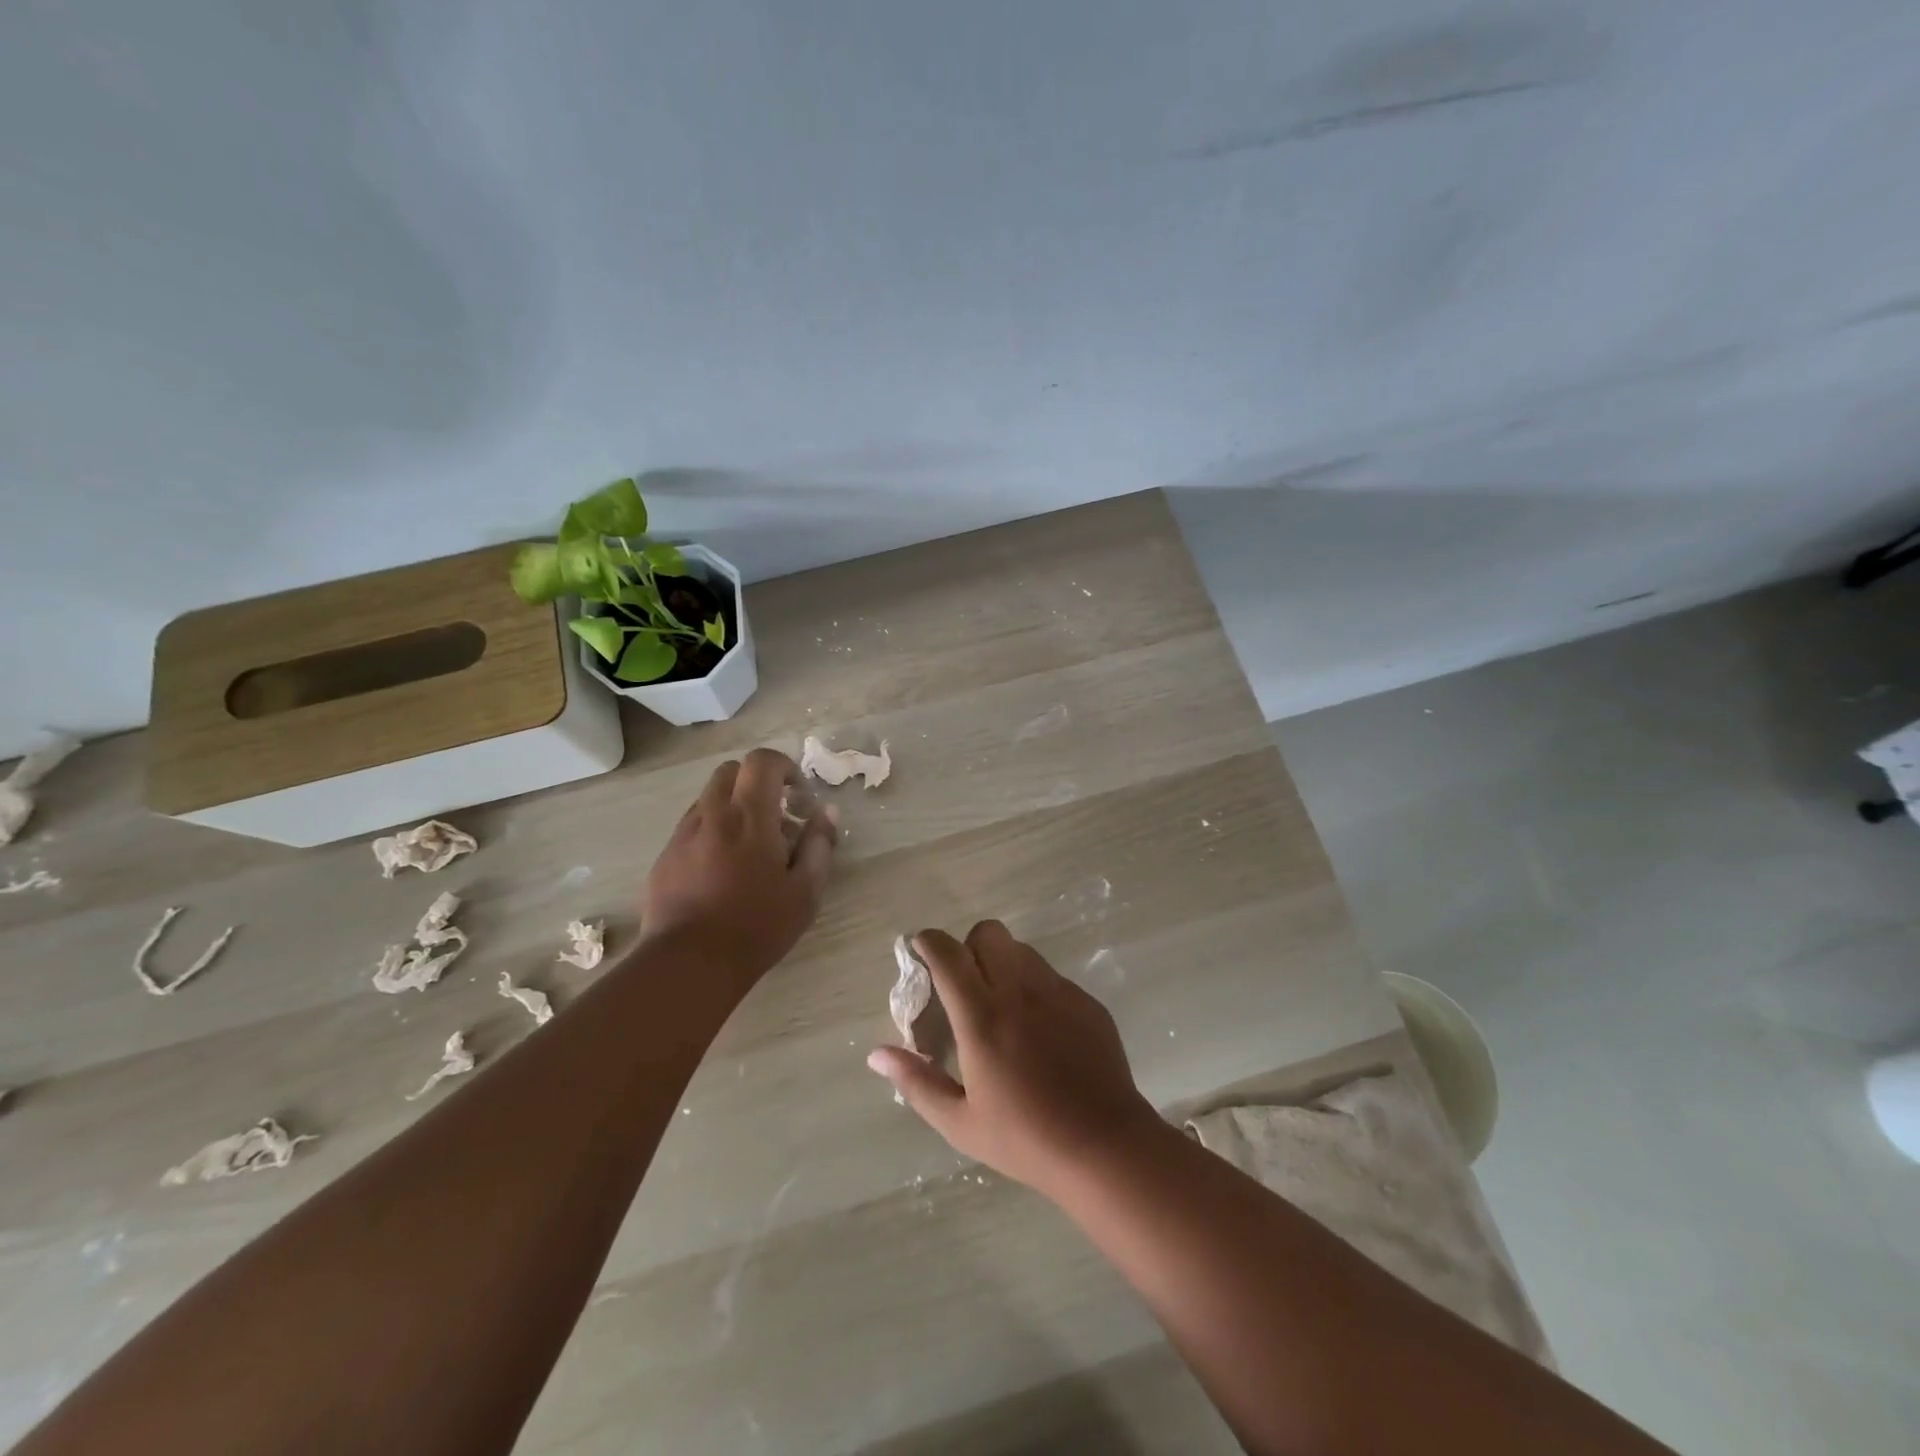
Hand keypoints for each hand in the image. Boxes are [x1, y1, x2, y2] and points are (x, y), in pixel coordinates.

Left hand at [640, 748, 837, 988]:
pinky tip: (723, 871)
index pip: (762, 761)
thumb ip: (819, 845)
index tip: (799, 796)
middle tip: (777, 817)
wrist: (689, 963)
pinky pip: (692, 827)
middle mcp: (712, 815)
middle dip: (757, 783)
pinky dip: (713, 832)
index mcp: (749, 816)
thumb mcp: (805, 891)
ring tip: (751, 849)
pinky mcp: (665, 857)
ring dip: (733, 808)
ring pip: (709, 799)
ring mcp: (683, 835)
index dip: (784, 767)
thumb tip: (827, 812)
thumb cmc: (757, 926)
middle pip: (731, 772)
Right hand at [867, 921, 1165, 1196]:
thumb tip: (877, 1054)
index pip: (948, 953)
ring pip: (1021, 950)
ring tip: (1001, 1006)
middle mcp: (1019, 990)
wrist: (1106, 1147)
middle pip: (988, 933)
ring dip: (1002, 963)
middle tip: (964, 984)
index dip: (929, 942)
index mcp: (982, 1016)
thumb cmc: (1026, 1139)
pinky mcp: (1086, 1002)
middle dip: (968, 946)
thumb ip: (917, 1082)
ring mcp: (1058, 991)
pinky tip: (1041, 1031)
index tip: (920, 950)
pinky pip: (1051, 977)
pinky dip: (1035, 988)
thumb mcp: (961, 1123)